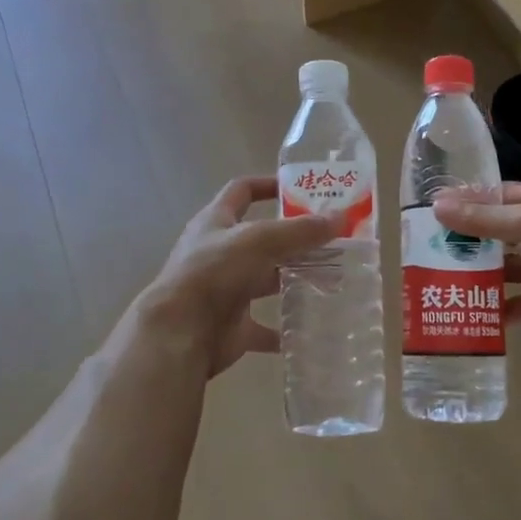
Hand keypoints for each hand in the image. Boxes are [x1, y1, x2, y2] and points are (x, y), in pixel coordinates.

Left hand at [141, 177, 339, 377]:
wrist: (179, 334)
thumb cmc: (214, 273)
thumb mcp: (259, 241)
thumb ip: (300, 230)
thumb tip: (340, 217)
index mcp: (217, 222)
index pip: (242, 191)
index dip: (269, 185)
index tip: (302, 190)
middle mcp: (220, 253)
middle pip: (262, 239)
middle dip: (296, 240)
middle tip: (334, 240)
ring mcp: (226, 291)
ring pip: (266, 281)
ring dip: (295, 281)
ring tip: (333, 279)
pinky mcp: (233, 326)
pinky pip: (266, 328)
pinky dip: (286, 329)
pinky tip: (313, 327)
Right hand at [431, 182, 520, 337]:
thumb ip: (481, 218)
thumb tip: (436, 206)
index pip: (495, 196)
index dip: (466, 202)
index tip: (432, 210)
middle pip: (493, 235)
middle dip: (464, 241)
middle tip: (425, 247)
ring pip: (498, 271)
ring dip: (474, 275)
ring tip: (436, 279)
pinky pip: (510, 306)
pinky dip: (490, 310)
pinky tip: (462, 310)